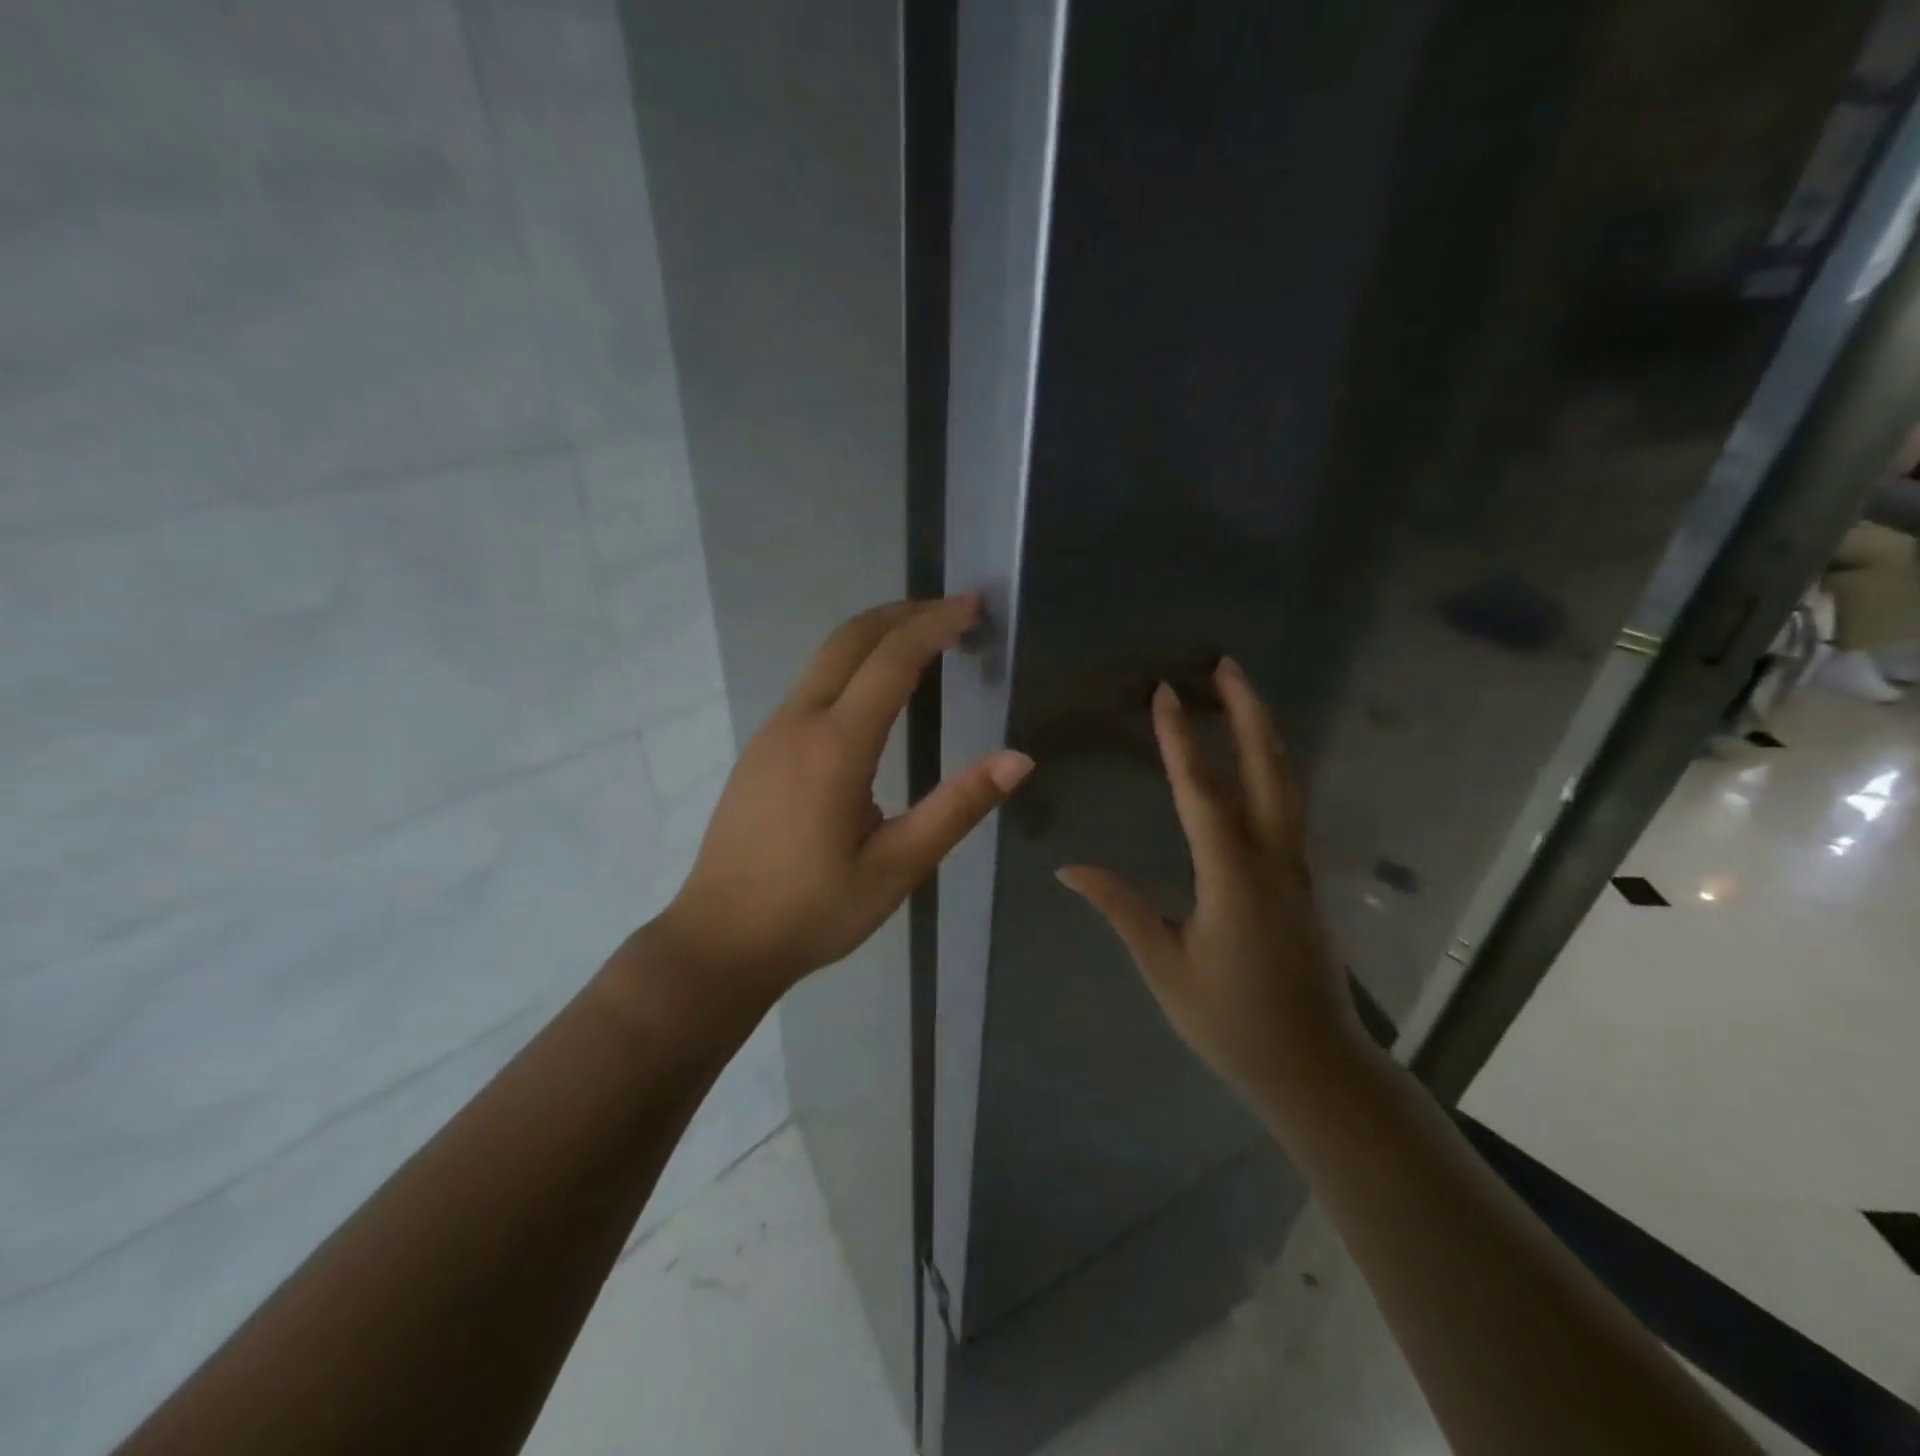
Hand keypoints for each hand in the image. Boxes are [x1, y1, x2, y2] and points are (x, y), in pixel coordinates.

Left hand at [653, 596, 1032, 1003]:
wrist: (719, 941)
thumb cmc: (813, 911)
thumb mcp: (897, 868)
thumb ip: (957, 808)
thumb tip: (1018, 759)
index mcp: (835, 747)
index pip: (892, 661)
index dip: (935, 624)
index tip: (974, 606)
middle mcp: (798, 723)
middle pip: (849, 639)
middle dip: (903, 613)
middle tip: (953, 611)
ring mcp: (771, 734)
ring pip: (825, 659)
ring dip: (875, 637)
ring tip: (924, 642)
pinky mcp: (759, 750)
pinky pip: (811, 686)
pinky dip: (851, 666)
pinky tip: (875, 694)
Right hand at [1057, 659, 1370, 1117]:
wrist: (1315, 1068)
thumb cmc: (1232, 1020)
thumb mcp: (1164, 966)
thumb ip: (1121, 908)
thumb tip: (1069, 868)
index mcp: (1233, 877)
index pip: (1201, 793)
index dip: (1181, 740)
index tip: (1166, 693)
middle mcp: (1272, 860)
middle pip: (1266, 769)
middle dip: (1247, 712)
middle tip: (1227, 665)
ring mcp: (1297, 869)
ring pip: (1286, 785)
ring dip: (1264, 734)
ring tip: (1242, 697)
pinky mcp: (1304, 882)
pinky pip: (1289, 808)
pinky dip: (1273, 769)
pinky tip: (1257, 763)